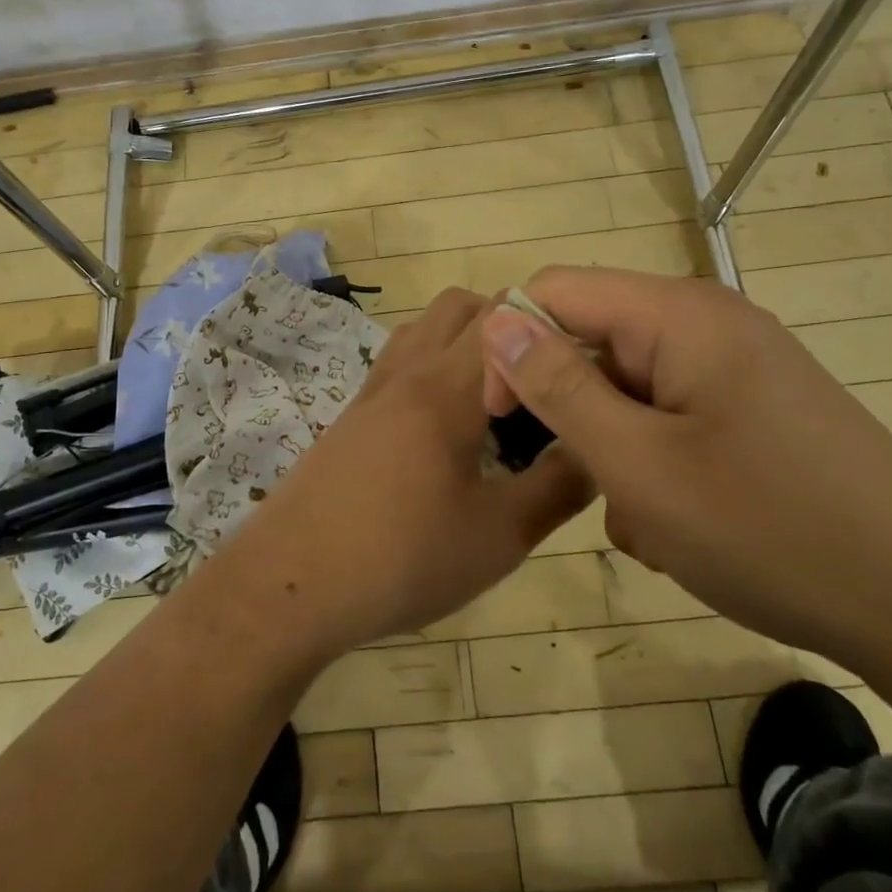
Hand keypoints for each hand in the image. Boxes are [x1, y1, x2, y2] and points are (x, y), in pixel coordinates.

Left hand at [219, 288, 590, 659]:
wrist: (291, 585)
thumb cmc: (402, 558)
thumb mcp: (499, 536)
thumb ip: (558, 488)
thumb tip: (600, 449)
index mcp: (446, 387)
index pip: (504, 314)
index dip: (549, 324)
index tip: (580, 364)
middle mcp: (407, 371)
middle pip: (460, 306)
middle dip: (508, 324)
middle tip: (540, 381)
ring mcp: (372, 391)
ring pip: (423, 329)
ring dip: (463, 341)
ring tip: (494, 399)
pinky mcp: (351, 417)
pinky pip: (399, 362)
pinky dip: (431, 366)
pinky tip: (445, 429)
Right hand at [479, 267, 891, 665]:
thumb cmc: (770, 532)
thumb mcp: (638, 465)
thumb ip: (557, 386)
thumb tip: (497, 319)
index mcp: (679, 314)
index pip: (556, 290)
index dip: (511, 345)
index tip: (499, 419)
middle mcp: (708, 323)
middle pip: (595, 341)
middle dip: (574, 412)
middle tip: (589, 486)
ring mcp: (738, 367)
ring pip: (629, 390)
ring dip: (615, 451)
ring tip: (647, 521)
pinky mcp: (755, 410)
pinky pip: (671, 418)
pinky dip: (656, 465)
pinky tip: (680, 527)